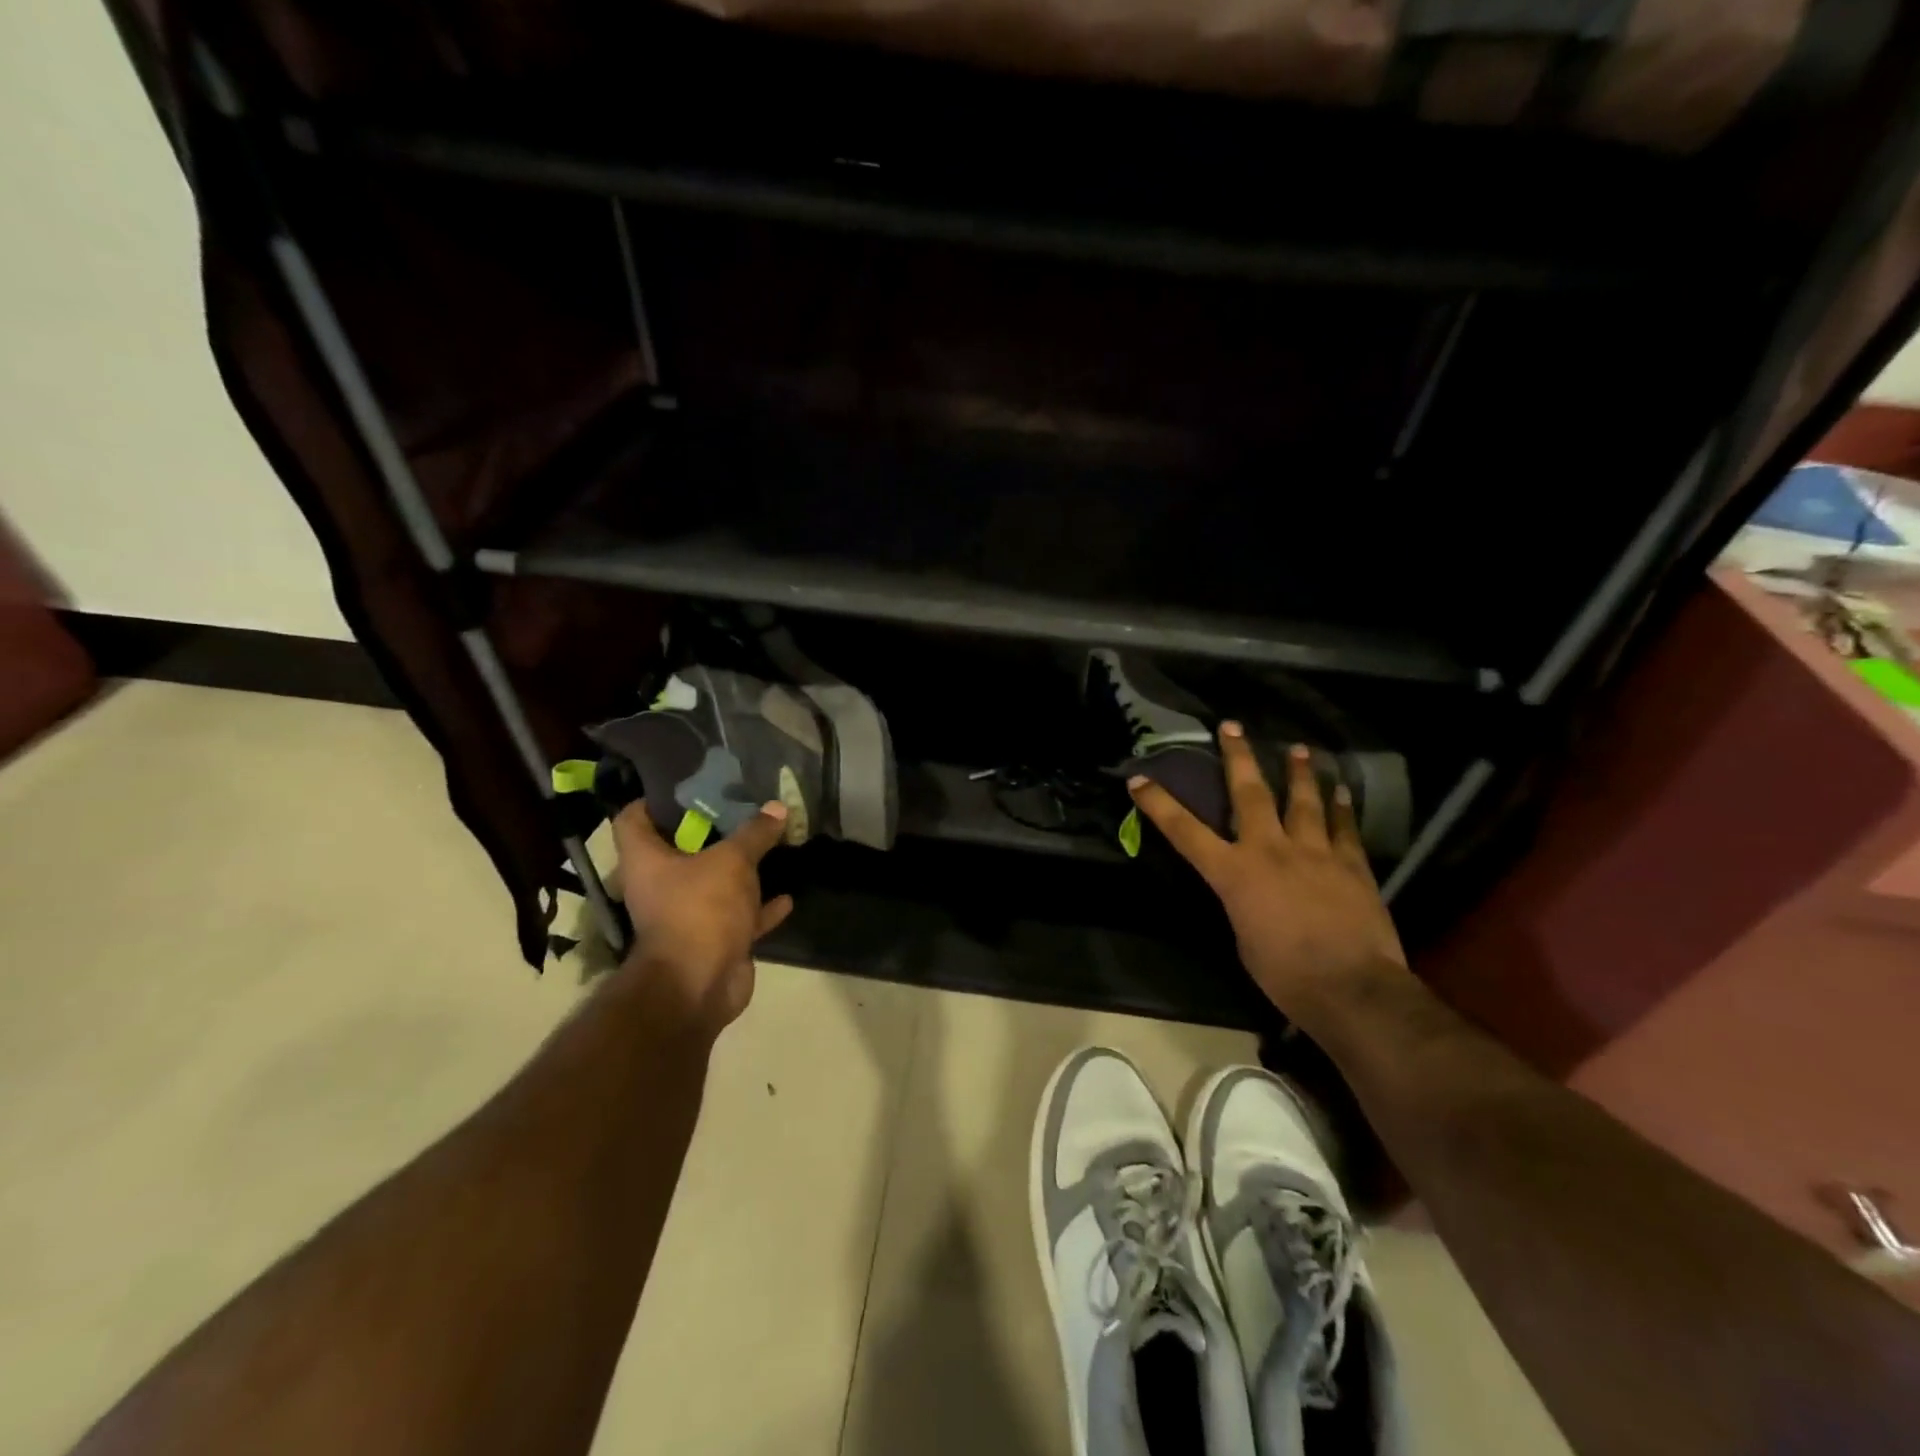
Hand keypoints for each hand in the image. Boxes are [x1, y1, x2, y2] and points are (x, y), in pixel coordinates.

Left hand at [610, 799, 794, 1034]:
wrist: (699, 985)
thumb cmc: (700, 909)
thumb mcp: (733, 861)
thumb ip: (755, 833)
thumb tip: (777, 807)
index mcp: (646, 861)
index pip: (633, 818)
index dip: (653, 799)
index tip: (686, 785)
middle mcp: (659, 886)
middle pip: (679, 849)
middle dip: (710, 830)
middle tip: (740, 806)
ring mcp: (687, 915)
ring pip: (713, 883)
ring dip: (739, 870)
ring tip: (766, 844)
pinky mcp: (713, 940)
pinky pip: (739, 917)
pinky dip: (760, 908)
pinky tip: (786, 896)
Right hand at [1127, 723, 1407, 1018]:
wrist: (1352, 989)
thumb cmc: (1285, 976)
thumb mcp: (1244, 939)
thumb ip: (1242, 904)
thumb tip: (1249, 894)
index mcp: (1234, 874)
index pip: (1185, 832)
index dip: (1159, 804)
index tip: (1140, 779)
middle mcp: (1269, 850)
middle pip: (1249, 794)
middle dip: (1238, 757)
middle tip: (1232, 726)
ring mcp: (1314, 853)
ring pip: (1302, 801)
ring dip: (1297, 772)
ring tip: (1297, 748)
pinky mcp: (1351, 864)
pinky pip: (1344, 827)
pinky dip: (1341, 807)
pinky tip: (1341, 789)